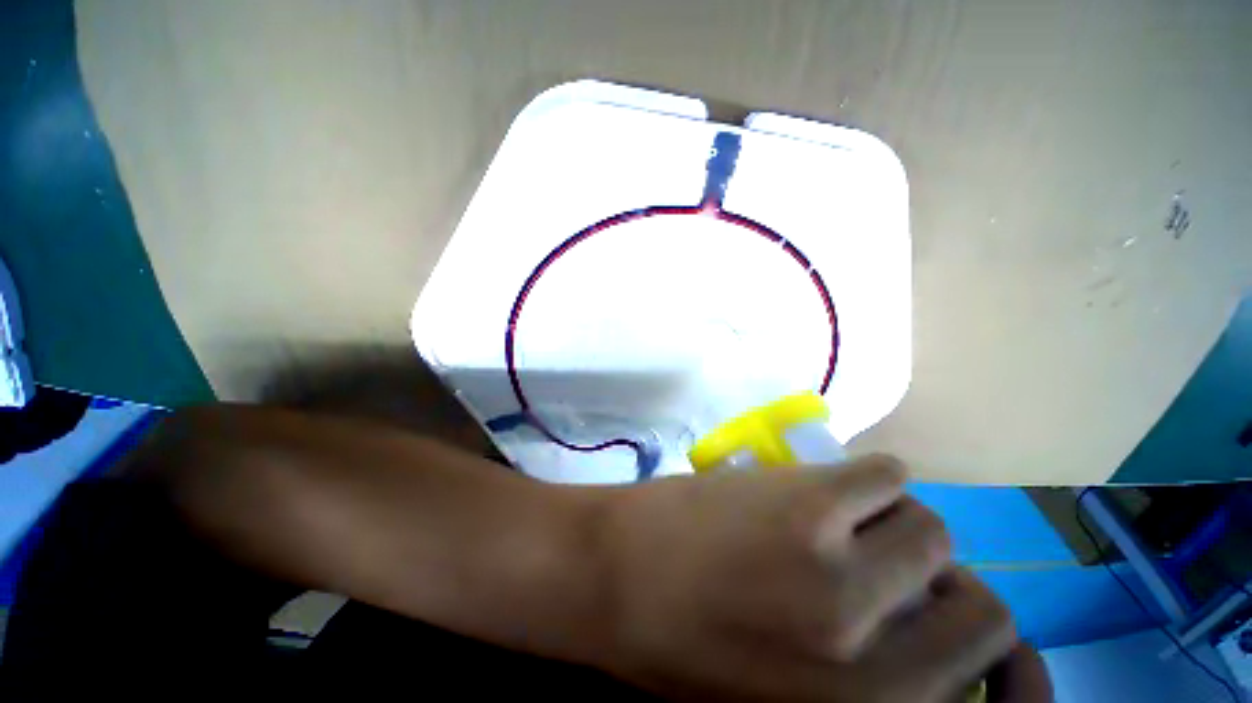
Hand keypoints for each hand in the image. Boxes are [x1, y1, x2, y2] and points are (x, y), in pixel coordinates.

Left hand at [593, 455, 1050, 701]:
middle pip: (966, 581)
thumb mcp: (790, 697)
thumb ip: (868, 672)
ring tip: (840, 515)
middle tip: (875, 549)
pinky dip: (867, 477)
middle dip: (927, 564)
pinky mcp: (807, 501)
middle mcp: (874, 647)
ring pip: (926, 520)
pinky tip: (822, 483)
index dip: (961, 612)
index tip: (927, 597)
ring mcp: (840, 567)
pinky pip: (883, 472)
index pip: (987, 643)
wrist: (611, 579)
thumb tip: (920, 619)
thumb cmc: (685, 646)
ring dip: (893, 517)